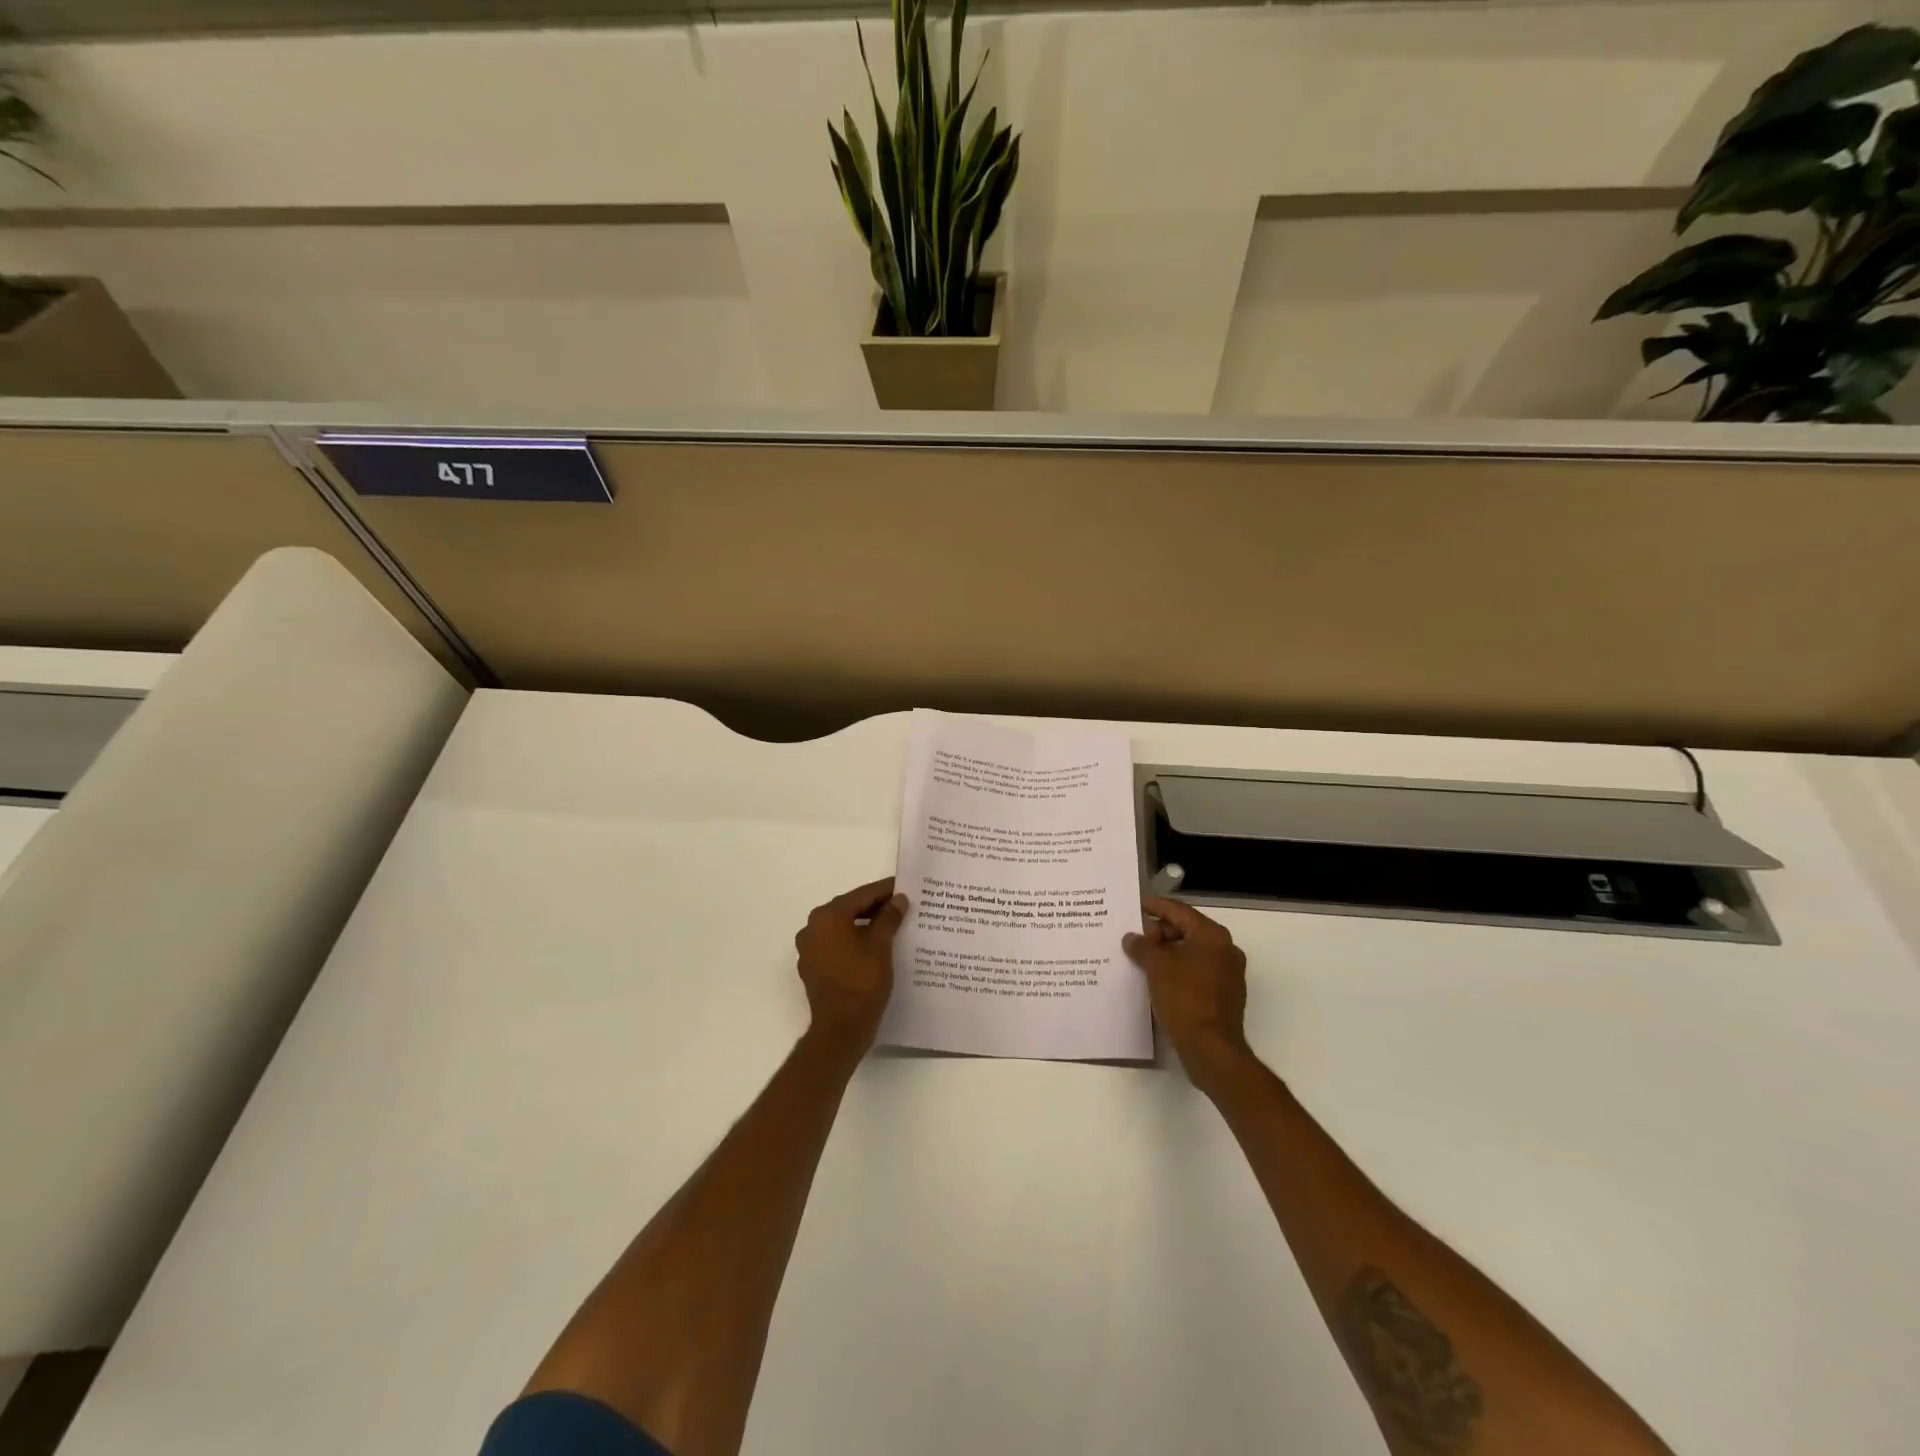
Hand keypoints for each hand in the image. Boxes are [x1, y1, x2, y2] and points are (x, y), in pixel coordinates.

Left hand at [795, 877, 906, 1052]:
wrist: (841, 1028)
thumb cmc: (862, 981)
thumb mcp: (881, 945)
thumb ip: (889, 917)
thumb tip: (898, 900)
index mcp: (827, 917)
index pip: (861, 895)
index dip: (885, 891)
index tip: (904, 887)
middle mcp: (812, 928)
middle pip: (849, 909)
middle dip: (875, 908)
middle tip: (901, 906)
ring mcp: (810, 950)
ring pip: (842, 929)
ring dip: (864, 926)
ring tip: (892, 927)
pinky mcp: (813, 969)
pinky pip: (837, 946)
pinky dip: (854, 943)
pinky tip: (874, 949)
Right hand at [1124, 896, 1253, 1093]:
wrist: (1211, 1048)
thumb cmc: (1184, 998)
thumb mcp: (1156, 967)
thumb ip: (1142, 946)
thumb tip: (1132, 938)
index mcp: (1212, 936)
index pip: (1179, 911)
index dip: (1157, 906)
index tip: (1138, 904)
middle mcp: (1225, 949)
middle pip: (1187, 930)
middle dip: (1160, 932)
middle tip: (1135, 938)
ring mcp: (1228, 973)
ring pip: (1192, 952)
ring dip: (1167, 952)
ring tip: (1142, 958)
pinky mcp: (1225, 995)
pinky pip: (1196, 971)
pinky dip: (1178, 969)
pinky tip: (1157, 978)